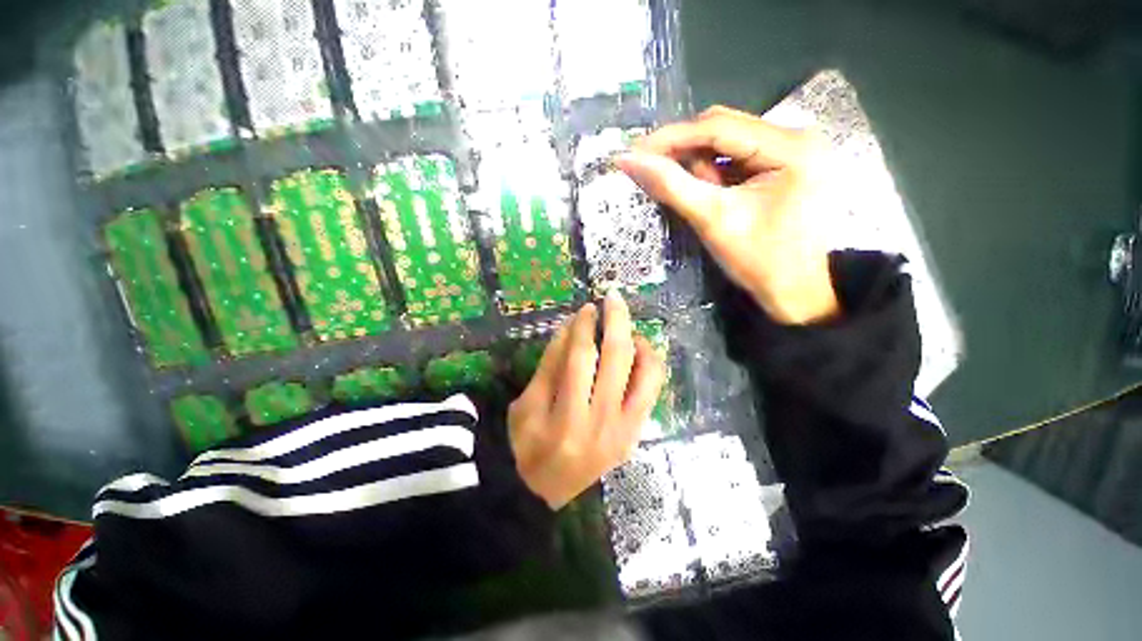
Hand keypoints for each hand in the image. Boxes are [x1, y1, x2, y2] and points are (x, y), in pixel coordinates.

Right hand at [508, 292, 665, 509]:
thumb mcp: (525, 406)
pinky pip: (652, 390)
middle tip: (613, 298)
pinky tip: (638, 350)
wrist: (549, 494)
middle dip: (616, 320)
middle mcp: (602, 424)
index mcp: (566, 420)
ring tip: (626, 326)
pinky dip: (650, 363)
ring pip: (646, 372)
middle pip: (617, 357)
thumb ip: (549, 365)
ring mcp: (626, 430)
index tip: (587, 308)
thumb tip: (572, 327)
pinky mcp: (636, 433)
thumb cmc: (528, 447)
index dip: (584, 327)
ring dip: (639, 340)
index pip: (579, 358)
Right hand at [617, 106, 839, 324]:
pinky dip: (713, 174)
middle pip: (724, 129)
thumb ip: (671, 186)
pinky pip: (737, 158)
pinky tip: (706, 194)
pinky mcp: (784, 165)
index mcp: (790, 147)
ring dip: (698, 166)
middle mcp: (797, 136)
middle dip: (684, 152)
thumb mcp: (712, 220)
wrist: (793, 292)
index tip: (634, 150)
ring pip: (727, 144)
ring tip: (690, 194)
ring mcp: (792, 150)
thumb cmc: (758, 261)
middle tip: (652, 172)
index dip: (671, 137)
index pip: (718, 127)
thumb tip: (629, 160)